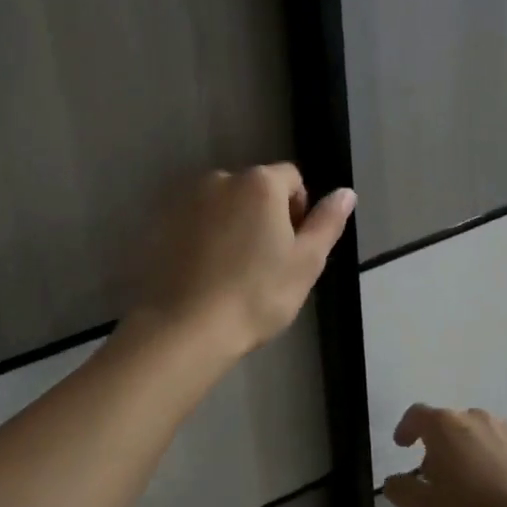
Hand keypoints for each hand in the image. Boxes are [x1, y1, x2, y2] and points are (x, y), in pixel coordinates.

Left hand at [131, 164, 354, 357]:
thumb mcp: (306, 262)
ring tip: (233, 270)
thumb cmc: (257, 295)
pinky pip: (194, 222)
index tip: (292, 247)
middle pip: (254, 189)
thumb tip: (346, 193)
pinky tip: (205, 273)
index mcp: (259, 184)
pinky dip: (204, 238)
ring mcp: (185, 201)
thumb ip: (327, 222)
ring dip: (233, 225)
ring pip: (223, 206)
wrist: (186, 327)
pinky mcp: (160, 224)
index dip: (299, 210)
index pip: (291, 179)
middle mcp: (220, 180)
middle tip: (266, 263)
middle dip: (264, 216)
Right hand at [382, 406, 506, 506]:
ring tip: (474, 486)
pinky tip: (504, 490)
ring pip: (481, 435)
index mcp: (444, 427)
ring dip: (472, 453)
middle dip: (441, 446)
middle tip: (439, 478)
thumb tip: (393, 481)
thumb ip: (403, 492)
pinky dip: (500, 462)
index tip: (402, 446)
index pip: (417, 415)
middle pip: (450, 425)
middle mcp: (476, 418)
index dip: (406, 428)